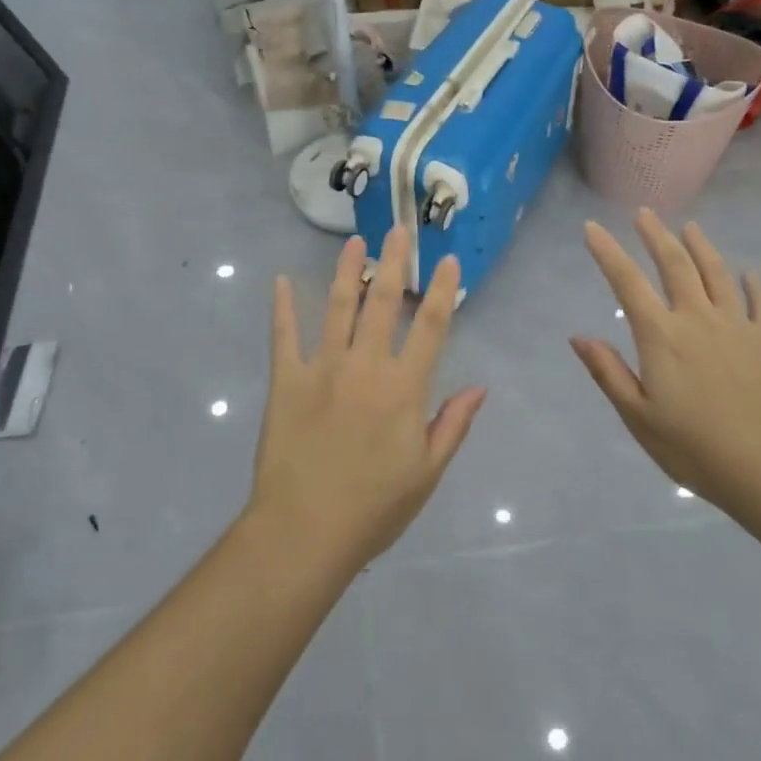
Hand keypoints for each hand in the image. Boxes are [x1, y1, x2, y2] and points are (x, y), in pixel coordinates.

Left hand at [250, 226, 485, 571]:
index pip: (430, 326)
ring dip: (347, 271)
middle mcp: (366, 366)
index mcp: (404, 387)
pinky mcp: (287, 380)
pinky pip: (284, 336)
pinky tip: (280, 281)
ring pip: (338, 307)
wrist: (305, 530)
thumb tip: (480, 386)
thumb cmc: (375, 507)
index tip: (448, 260)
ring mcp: (323, 368)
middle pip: (383, 303)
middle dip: (394, 262)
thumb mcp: (428, 472)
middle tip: (400, 229)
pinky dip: (282, 307)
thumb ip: (453, 424)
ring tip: (354, 242)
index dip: (442, 290)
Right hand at [571, 211, 760, 514]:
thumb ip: (608, 372)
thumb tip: (578, 336)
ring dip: (700, 246)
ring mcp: (737, 326)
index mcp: (661, 336)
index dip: (607, 252)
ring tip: (690, 227)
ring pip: (717, 273)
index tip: (592, 228)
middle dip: (656, 235)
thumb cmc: (693, 447)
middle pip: (675, 264)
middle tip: (645, 214)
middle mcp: (698, 318)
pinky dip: (752, 284)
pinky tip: (749, 274)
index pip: (627, 282)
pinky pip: (760, 302)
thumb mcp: (637, 416)